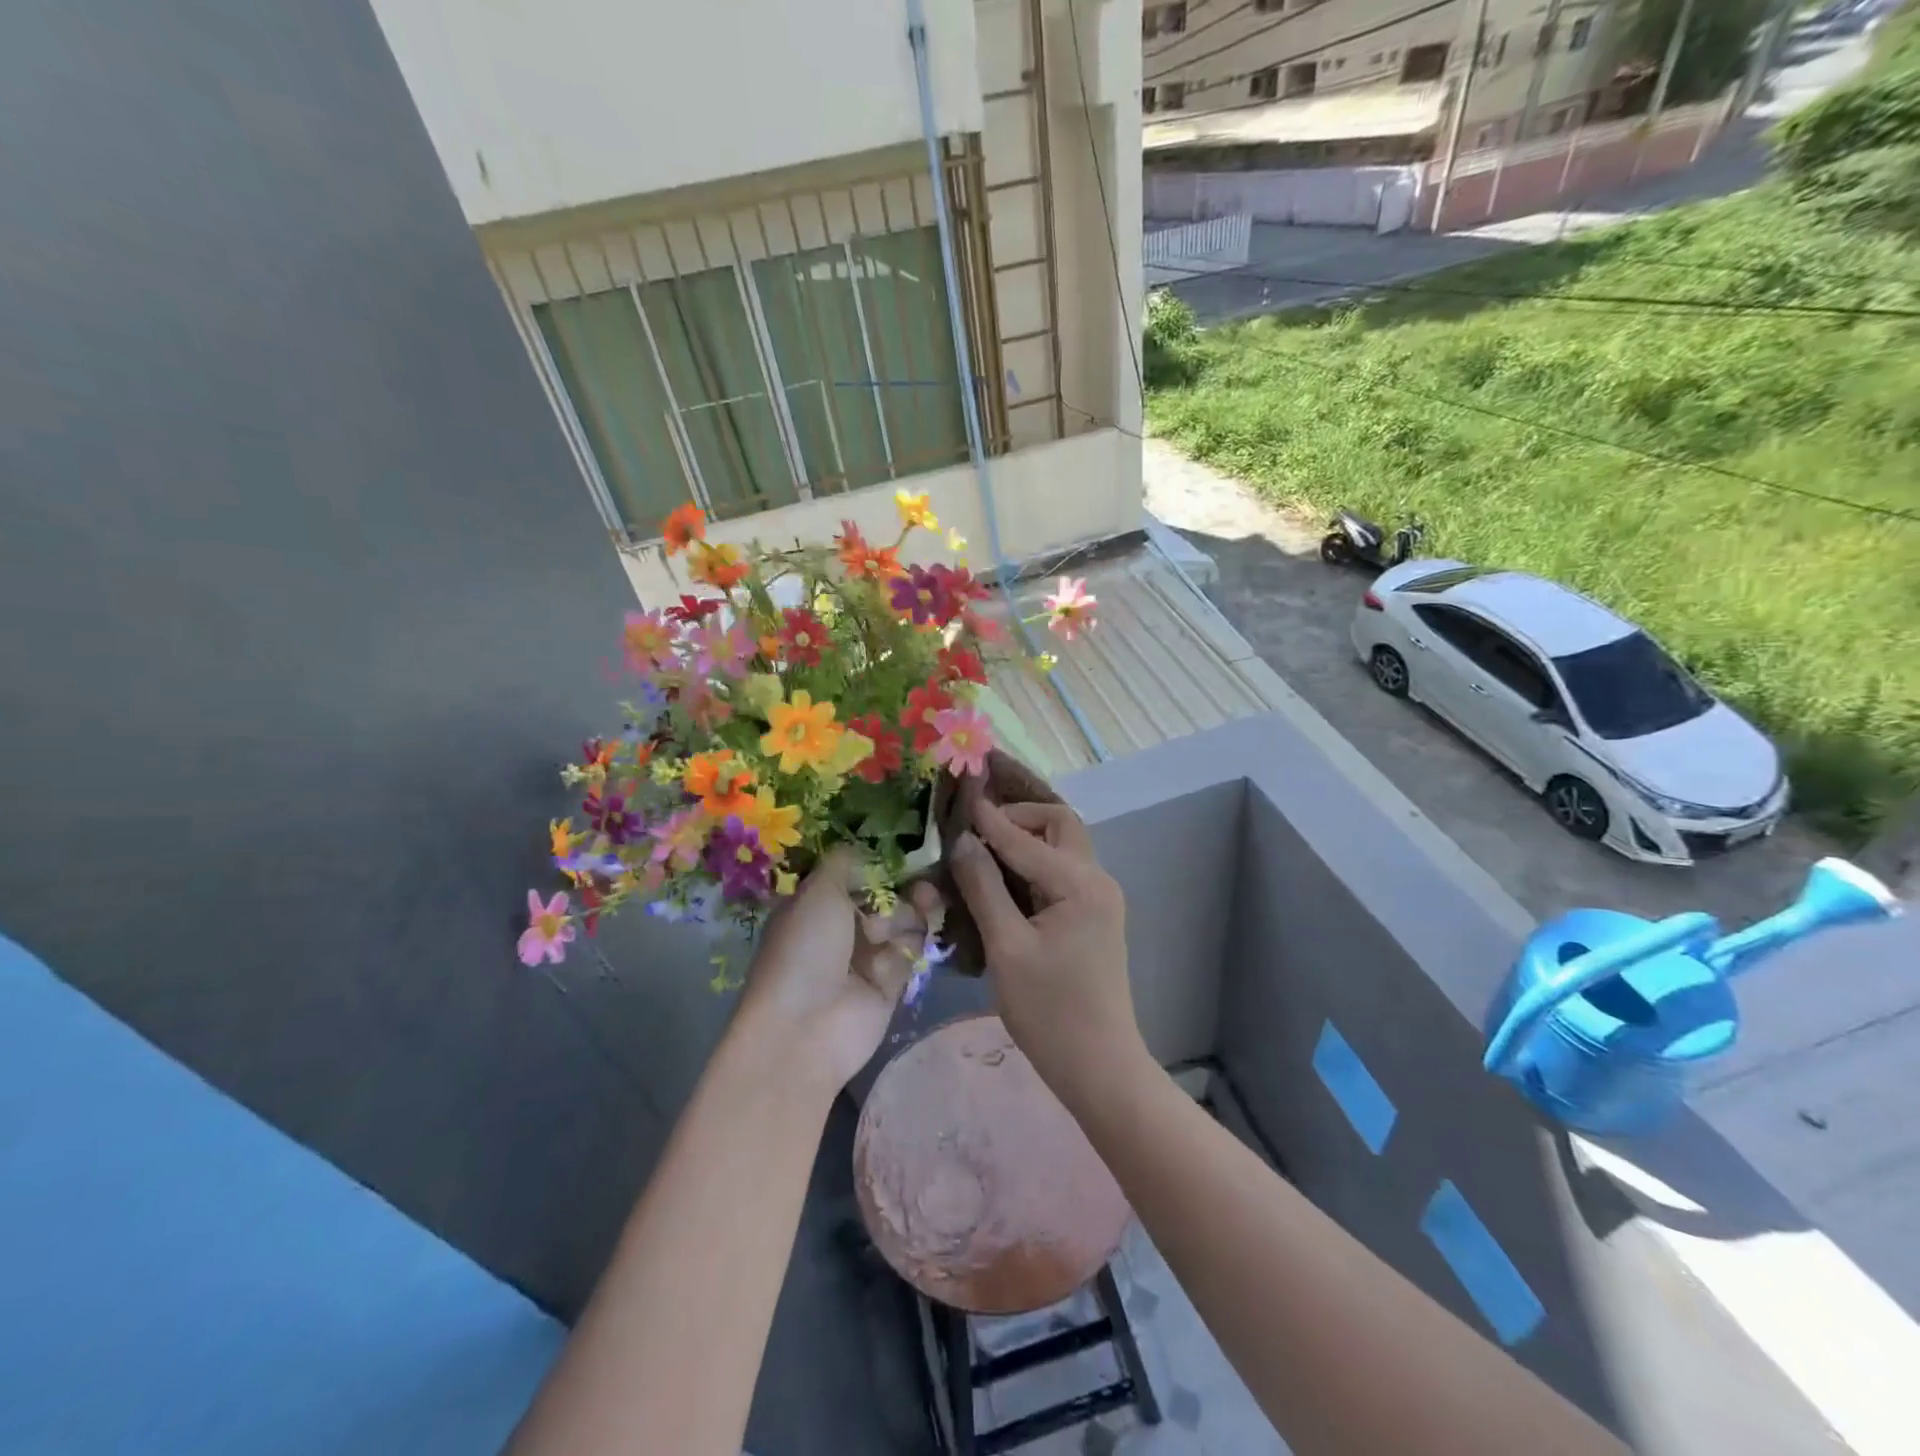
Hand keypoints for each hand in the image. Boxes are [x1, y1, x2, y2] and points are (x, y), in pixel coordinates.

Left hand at [734, 848, 942, 1091]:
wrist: (806, 1028)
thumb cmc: (805, 949)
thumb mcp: (818, 891)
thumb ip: (846, 861)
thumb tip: (867, 847)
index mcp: (817, 904)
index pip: (857, 874)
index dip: (882, 864)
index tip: (908, 852)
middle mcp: (842, 927)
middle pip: (887, 896)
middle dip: (903, 888)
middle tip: (922, 884)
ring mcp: (867, 956)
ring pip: (904, 921)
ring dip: (908, 915)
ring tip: (904, 921)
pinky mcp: (890, 983)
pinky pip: (910, 952)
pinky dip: (908, 947)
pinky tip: (902, 948)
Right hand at [947, 798, 1145, 1106]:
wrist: (1100, 1067)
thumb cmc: (1050, 1012)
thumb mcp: (1007, 948)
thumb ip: (983, 888)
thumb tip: (962, 840)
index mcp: (1079, 884)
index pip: (1024, 837)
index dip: (987, 817)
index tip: (958, 796)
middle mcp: (1097, 879)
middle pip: (1058, 824)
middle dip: (1018, 816)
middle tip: (976, 827)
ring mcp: (1099, 898)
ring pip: (1062, 845)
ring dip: (1026, 837)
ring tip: (983, 846)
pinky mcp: (1093, 915)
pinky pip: (1061, 871)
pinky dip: (1033, 862)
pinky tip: (1002, 877)